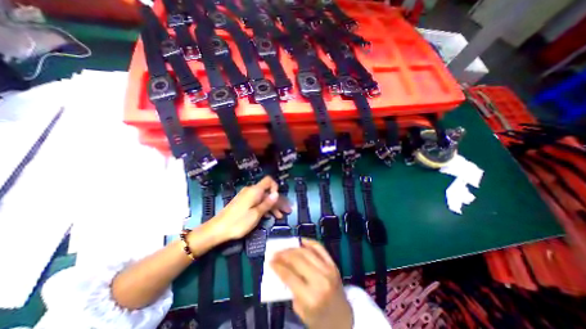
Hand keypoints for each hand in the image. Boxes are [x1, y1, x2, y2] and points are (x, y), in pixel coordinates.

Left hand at [205, 176, 290, 241]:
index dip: (276, 187)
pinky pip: (258, 202)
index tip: (279, 199)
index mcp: (255, 191)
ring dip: (273, 206)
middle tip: (287, 211)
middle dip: (278, 201)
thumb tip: (276, 193)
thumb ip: (267, 203)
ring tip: (280, 216)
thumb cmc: (238, 222)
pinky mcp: (244, 203)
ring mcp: (247, 197)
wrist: (217, 229)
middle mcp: (251, 191)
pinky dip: (265, 208)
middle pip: (268, 192)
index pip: (269, 181)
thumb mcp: (256, 214)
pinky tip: (270, 216)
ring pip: (264, 198)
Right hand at [270, 239, 351, 328]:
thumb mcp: (300, 311)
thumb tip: (282, 269)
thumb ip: (291, 290)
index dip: (277, 266)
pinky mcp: (333, 264)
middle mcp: (320, 280)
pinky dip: (310, 242)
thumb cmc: (319, 320)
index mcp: (310, 297)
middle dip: (283, 254)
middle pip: (297, 260)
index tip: (270, 261)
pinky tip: (301, 241)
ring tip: (285, 247)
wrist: (343, 320)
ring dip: (293, 248)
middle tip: (275, 252)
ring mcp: (328, 270)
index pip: (289, 276)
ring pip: (307, 252)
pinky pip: (320, 248)